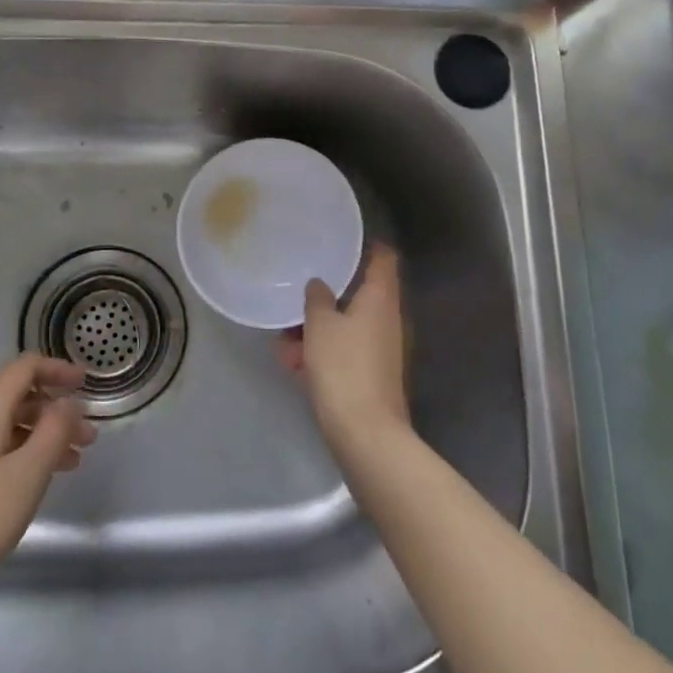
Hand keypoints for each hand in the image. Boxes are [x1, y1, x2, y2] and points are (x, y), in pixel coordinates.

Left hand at [0, 354, 95, 614]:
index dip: (58, 370)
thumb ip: (55, 430)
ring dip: (41, 436)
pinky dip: (19, 453)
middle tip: (88, 439)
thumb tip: (67, 403)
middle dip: (55, 411)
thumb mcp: (29, 473)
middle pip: (16, 396)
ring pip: (5, 425)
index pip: (25, 367)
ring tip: (72, 465)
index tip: (87, 385)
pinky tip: (34, 482)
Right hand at [276, 245, 410, 459]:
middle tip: (300, 294)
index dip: (370, 246)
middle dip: (328, 297)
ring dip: (319, 330)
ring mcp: (383, 349)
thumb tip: (320, 284)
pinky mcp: (373, 375)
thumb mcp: (320, 325)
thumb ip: (317, 298)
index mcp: (380, 298)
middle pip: (360, 295)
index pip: (384, 259)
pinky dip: (324, 353)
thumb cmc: (343, 367)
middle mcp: (388, 319)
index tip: (346, 239)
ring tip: (285, 342)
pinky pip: (346, 352)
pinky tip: (295, 366)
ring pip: (348, 327)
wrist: (366, 433)